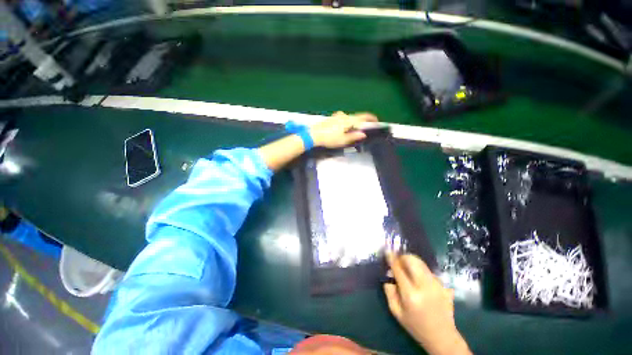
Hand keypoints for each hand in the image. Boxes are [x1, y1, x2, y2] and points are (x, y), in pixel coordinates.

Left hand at [310, 111, 377, 148]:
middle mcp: (343, 115)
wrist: (313, 135)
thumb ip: (354, 136)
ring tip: (352, 132)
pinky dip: (346, 123)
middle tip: (363, 131)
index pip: (363, 117)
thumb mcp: (343, 140)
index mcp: (348, 120)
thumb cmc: (329, 139)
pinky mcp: (331, 118)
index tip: (376, 121)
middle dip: (361, 123)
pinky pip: (343, 119)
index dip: (371, 118)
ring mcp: (336, 116)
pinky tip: (342, 130)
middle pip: (356, 117)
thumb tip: (363, 134)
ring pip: (349, 118)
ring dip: (353, 123)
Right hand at [384, 254, 470, 354]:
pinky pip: (428, 271)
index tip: (387, 252)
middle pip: (413, 261)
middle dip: (403, 257)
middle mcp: (425, 286)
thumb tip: (389, 273)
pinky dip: (420, 270)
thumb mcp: (396, 311)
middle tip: (398, 261)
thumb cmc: (415, 325)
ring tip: (408, 270)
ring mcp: (437, 285)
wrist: (442, 336)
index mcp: (411, 295)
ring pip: (421, 263)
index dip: (392, 259)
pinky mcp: (444, 285)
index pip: (399, 270)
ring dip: (412, 262)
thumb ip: (389, 291)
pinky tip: (419, 280)